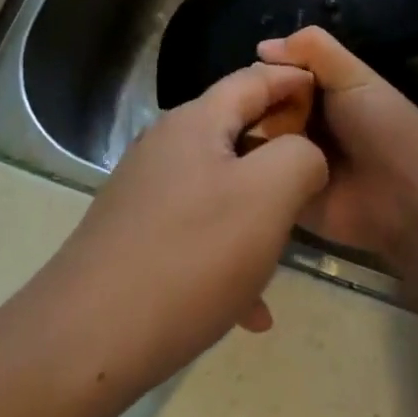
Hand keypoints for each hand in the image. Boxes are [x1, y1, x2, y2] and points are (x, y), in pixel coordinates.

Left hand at [30, 63, 327, 393]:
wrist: (88, 338)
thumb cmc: (190, 256)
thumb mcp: (267, 197)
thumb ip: (299, 157)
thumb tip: (302, 153)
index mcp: (195, 123)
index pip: (253, 78)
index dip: (294, 81)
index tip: (329, 95)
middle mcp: (165, 147)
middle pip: (236, 132)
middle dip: (281, 153)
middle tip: (319, 179)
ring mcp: (146, 191)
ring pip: (221, 188)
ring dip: (258, 213)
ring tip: (288, 251)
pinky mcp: (135, 233)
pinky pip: (197, 232)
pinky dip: (229, 256)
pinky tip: (251, 311)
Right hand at [257, 27, 417, 267]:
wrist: (406, 195)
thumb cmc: (384, 126)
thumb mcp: (354, 76)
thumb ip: (314, 49)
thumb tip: (261, 47)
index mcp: (313, 92)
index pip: (269, 75)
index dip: (261, 73)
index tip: (257, 77)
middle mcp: (295, 122)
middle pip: (255, 105)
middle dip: (251, 104)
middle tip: (254, 111)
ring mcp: (285, 159)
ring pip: (249, 137)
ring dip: (248, 135)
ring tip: (253, 139)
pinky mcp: (280, 194)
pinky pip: (253, 176)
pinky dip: (249, 167)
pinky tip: (246, 163)